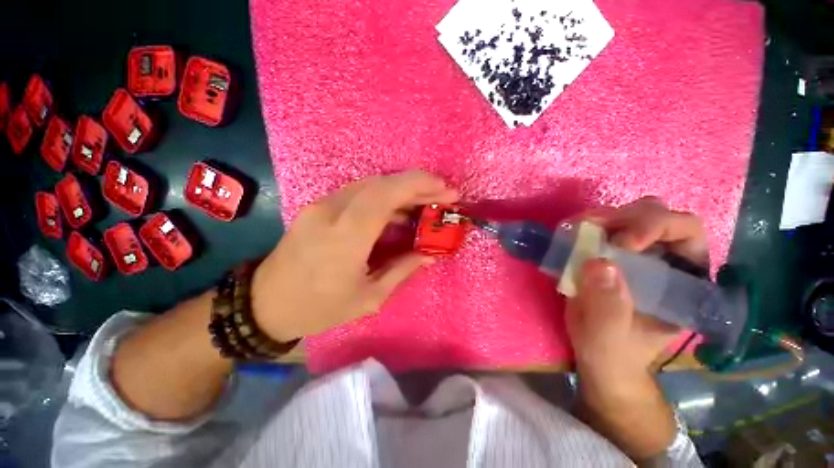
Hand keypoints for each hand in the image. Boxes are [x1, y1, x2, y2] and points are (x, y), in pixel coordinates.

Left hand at [250, 170, 458, 341]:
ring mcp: (322, 205)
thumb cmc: (319, 307)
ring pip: (371, 185)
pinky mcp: (319, 207)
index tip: (445, 189)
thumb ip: (403, 269)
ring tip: (425, 203)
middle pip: (380, 183)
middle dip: (417, 184)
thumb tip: (429, 254)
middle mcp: (331, 211)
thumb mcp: (369, 296)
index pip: (385, 194)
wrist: (265, 303)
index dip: (418, 185)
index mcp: (345, 237)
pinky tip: (399, 212)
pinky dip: (384, 197)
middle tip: (442, 194)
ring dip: (402, 190)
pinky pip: (359, 194)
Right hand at [566, 196, 707, 381]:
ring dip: (603, 217)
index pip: (686, 232)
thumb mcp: (609, 335)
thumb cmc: (613, 350)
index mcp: (684, 280)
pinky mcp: (610, 252)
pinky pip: (603, 227)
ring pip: (629, 214)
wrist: (599, 354)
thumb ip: (608, 305)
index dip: (656, 227)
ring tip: (577, 228)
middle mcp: (666, 258)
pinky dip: (587, 225)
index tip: (621, 243)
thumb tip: (599, 263)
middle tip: (591, 227)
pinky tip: (571, 233)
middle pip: (658, 214)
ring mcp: (637, 253)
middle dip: (626, 216)